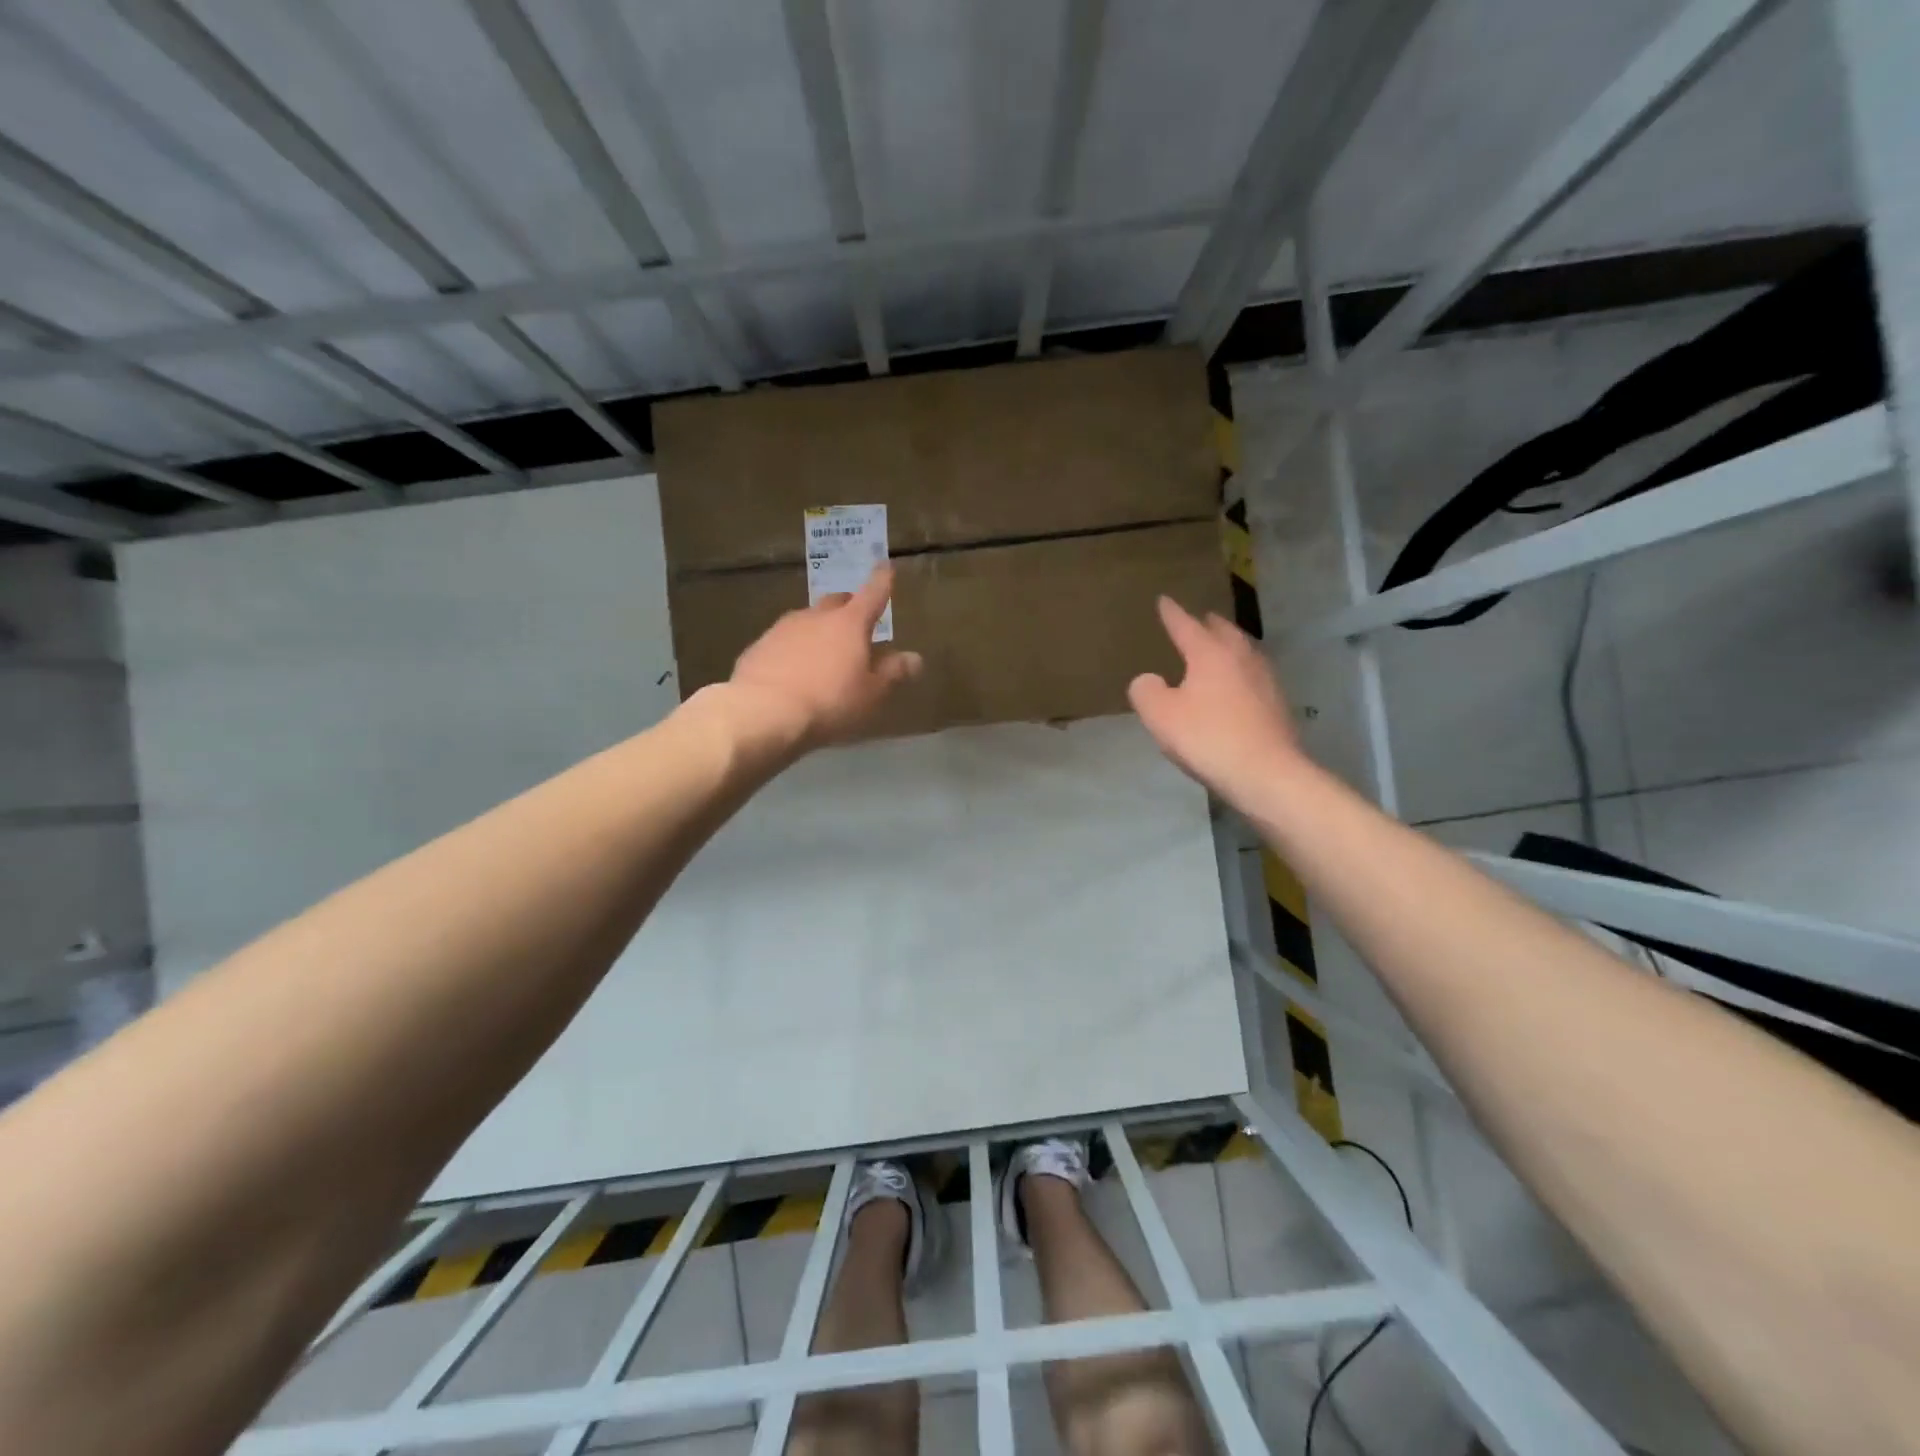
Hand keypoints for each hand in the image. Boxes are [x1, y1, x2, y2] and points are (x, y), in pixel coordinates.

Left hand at [717, 566, 921, 752]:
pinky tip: (793, 671)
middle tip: (856, 623)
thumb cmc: (829, 701)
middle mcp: (816, 617)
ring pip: (807, 621)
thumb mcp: (870, 694)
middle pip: (837, 602)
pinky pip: (783, 641)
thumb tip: (915, 658)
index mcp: (850, 623)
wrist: (762, 711)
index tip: (886, 566)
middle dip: (848, 607)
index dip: (882, 580)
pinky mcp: (759, 646)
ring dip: (818, 630)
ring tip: (823, 654)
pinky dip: (794, 649)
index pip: (873, 593)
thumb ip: (892, 673)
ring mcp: (784, 628)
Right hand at [1128, 596, 1301, 805]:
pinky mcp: (1277, 705)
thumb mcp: (1160, 715)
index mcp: (1210, 654)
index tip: (1164, 600)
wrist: (1266, 773)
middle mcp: (1241, 658)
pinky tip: (1237, 686)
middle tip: (1200, 619)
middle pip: (1224, 632)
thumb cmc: (1207, 737)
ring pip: (1244, 652)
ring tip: (1220, 648)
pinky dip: (1241, 672)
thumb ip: (1146, 690)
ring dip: (1230, 646)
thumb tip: (1149, 680)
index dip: (1172, 613)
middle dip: (1209, 624)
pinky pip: (1254, 676)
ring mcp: (1265, 680)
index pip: (1187, 625)